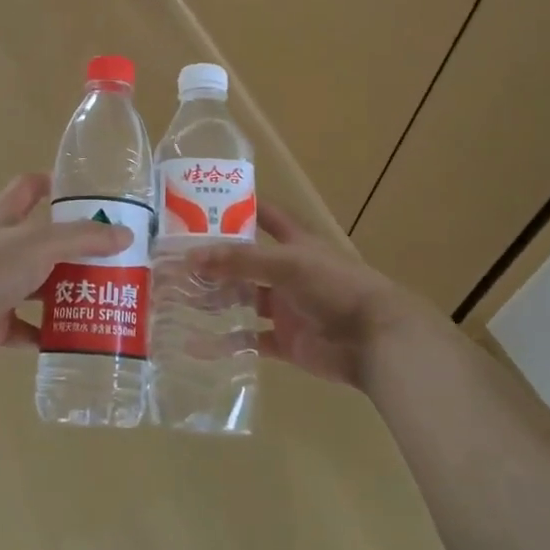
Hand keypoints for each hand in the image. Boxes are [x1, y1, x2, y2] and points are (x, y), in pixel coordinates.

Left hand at [0, 173, 129, 374]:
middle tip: (111, 253)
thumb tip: (125, 235)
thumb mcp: (40, 244)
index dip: (53, 183)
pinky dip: (49, 331)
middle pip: (40, 240)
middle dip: (73, 247)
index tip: (87, 192)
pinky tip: (77, 334)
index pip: (27, 187)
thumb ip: (83, 238)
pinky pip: (28, 326)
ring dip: (65, 289)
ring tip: (103, 293)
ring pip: (37, 284)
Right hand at [188, 204, 441, 391]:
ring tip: (177, 300)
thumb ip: (240, 261)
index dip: (239, 209)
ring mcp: (286, 309)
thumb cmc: (335, 287)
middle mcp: (287, 273)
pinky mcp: (286, 342)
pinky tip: (196, 344)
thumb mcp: (287, 264)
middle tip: (173, 263)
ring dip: (214, 301)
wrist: (375, 341)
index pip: (264, 217)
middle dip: (213, 263)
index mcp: (295, 244)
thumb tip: (191, 256)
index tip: (202, 206)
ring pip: (242, 301)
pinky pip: (249, 340)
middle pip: (245, 264)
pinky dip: (226, 343)